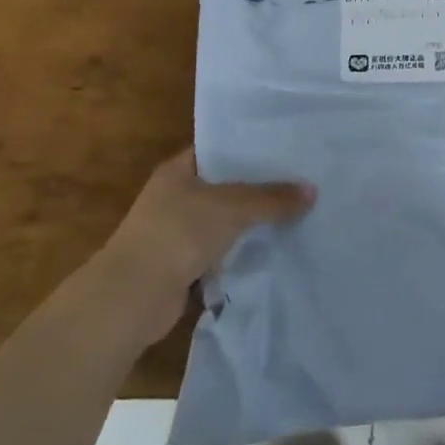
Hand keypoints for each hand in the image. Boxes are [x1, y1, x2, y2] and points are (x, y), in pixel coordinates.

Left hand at [96, 148, 314, 344]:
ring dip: (250, 222)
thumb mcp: (233, 207)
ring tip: (295, 211)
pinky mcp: (182, 265)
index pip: (220, 148)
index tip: (285, 145)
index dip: (250, 145)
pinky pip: (221, 250)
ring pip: (224, 220)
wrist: (131, 299)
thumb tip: (313, 191)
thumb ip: (272, 198)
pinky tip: (272, 247)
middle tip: (300, 178)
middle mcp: (175, 196)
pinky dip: (240, 251)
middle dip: (259, 186)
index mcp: (178, 170)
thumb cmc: (178, 234)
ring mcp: (176, 232)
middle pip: (225, 185)